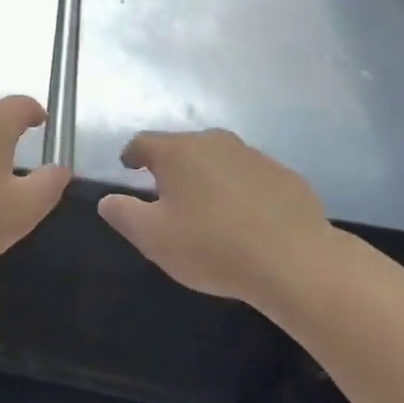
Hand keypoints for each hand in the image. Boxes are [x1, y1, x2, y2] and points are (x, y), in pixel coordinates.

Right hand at [97, 130, 333, 304]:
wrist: (296, 261)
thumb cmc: (213, 246)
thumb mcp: (155, 238)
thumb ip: (124, 215)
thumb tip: (107, 200)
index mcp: (177, 151)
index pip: (143, 142)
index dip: (132, 155)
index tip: (128, 167)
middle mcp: (213, 142)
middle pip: (183, 148)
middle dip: (172, 167)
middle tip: (168, 195)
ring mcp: (253, 155)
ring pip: (219, 160)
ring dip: (209, 177)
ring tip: (209, 209)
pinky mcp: (284, 175)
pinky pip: (252, 177)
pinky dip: (242, 191)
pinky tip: (248, 220)